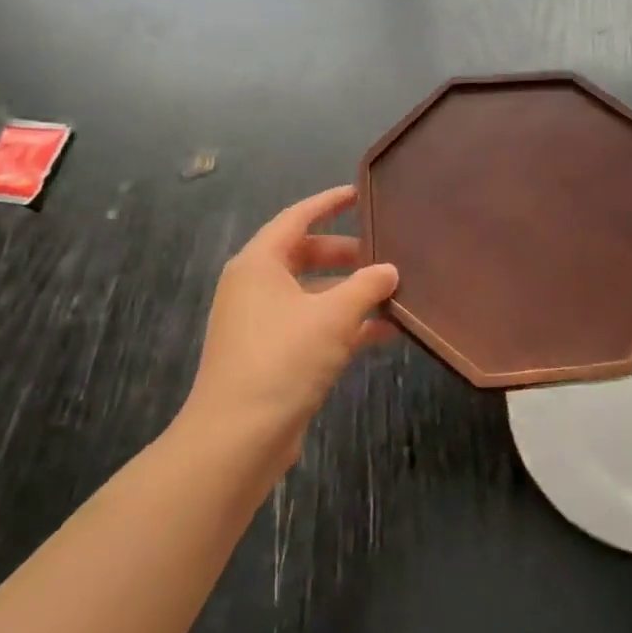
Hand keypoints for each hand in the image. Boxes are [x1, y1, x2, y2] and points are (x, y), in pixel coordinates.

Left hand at [176, 186, 397, 481]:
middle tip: (386, 251)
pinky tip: (384, 331)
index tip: (360, 194)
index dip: (328, 203)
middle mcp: (256, 287)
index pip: (296, 218)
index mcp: (259, 264)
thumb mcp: (333, 316)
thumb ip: (367, 286)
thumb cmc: (283, 359)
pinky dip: (344, 324)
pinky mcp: (272, 355)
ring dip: (350, 292)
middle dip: (347, 253)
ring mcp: (262, 323)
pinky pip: (313, 325)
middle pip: (305, 255)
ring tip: (393, 291)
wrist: (238, 438)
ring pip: (313, 293)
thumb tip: (390, 270)